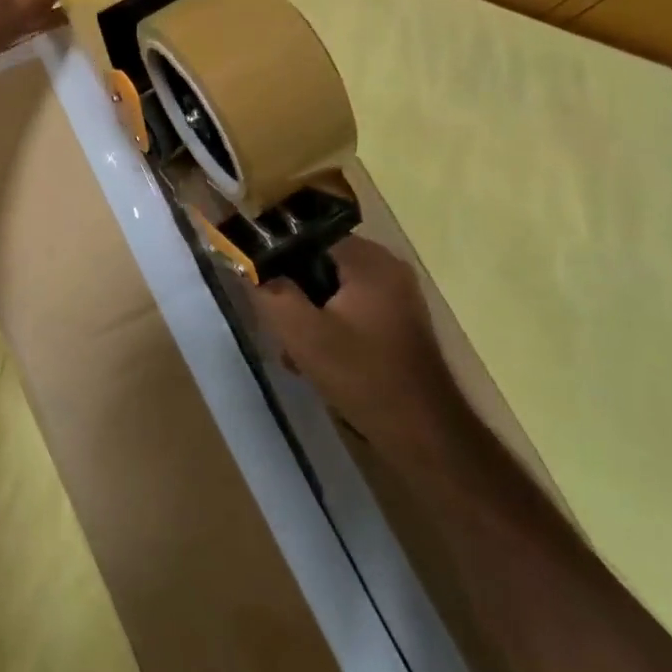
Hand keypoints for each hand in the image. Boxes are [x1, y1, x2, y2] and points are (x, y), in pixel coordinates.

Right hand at [255, 236, 451, 437]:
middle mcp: (387, 267)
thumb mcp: (303, 333)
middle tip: (276, 327)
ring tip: (295, 354)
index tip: (259, 286)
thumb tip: (246, 262)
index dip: (276, 257)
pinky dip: (330, 328)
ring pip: (332, 290)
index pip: (307, 236)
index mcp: (369, 260)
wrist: (424, 435)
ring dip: (308, 316)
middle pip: (319, 263)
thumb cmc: (363, 376)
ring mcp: (396, 295)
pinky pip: (351, 309)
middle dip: (293, 294)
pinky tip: (316, 362)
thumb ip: (269, 292)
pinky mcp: (398, 322)